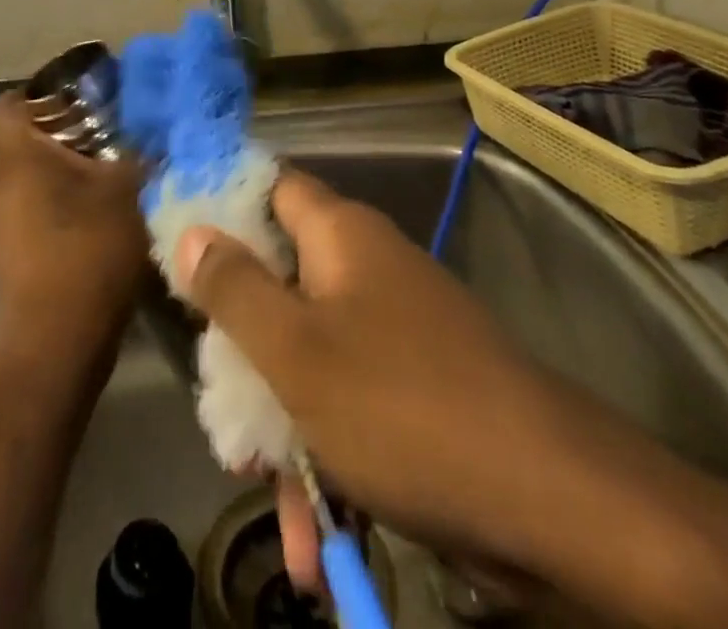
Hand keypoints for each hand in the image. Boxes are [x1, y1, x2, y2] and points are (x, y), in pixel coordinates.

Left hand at [0, 90, 148, 363]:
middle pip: (27, 139)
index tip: (83, 96)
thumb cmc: (87, 251)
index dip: (43, 90)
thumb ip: (141, 153)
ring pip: (34, 178)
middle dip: (68, 132)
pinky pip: (38, 210)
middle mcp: (1, 184)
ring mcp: (3, 224)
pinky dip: (65, 205)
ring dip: (69, 172)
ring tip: (114, 173)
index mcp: (18, 156)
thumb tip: (156, 132)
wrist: (55, 345)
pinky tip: (103, 217)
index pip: (11, 101)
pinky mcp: (14, 255)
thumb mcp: (129, 190)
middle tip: (113, 132)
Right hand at [174, 170, 636, 595]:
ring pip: (311, 356)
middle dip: (244, 345)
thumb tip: (190, 229)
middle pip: (280, 280)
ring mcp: (394, 328)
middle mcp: (366, 267)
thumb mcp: (296, 350)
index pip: (269, 186)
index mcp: (339, 234)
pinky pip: (351, 404)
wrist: (551, 500)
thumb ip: (233, 288)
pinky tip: (315, 540)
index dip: (222, 203)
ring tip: (263, 493)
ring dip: (283, 423)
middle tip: (217, 401)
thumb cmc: (401, 404)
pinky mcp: (415, 386)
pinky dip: (328, 457)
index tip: (176, 244)